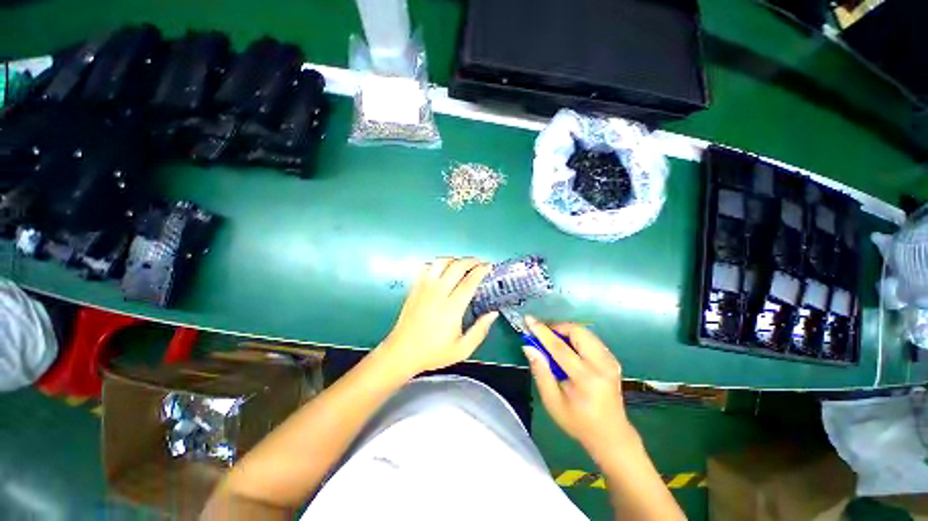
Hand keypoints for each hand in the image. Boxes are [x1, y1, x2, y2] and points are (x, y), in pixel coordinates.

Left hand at [378, 258, 497, 376]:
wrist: (402, 352)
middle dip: (471, 261)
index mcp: (452, 307)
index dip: (481, 271)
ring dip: (454, 260)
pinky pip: (425, 267)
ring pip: (440, 262)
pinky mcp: (414, 288)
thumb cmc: (433, 352)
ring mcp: (424, 288)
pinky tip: (441, 270)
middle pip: (456, 266)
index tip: (489, 266)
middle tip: (479, 263)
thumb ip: (480, 330)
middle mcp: (438, 293)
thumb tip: (493, 313)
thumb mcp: (462, 349)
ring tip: (461, 265)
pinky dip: (436, 264)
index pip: (469, 281)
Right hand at [523, 319, 636, 462]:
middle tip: (542, 333)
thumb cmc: (578, 422)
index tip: (528, 319)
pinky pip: (590, 338)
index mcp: (586, 379)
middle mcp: (602, 365)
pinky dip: (575, 336)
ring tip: (552, 340)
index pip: (560, 347)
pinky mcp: (612, 359)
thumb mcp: (553, 401)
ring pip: (585, 331)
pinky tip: (567, 347)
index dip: (542, 331)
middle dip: (557, 327)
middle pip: (577, 332)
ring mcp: (610, 360)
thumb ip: (541, 371)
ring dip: (565, 330)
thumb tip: (529, 346)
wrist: (611, 435)